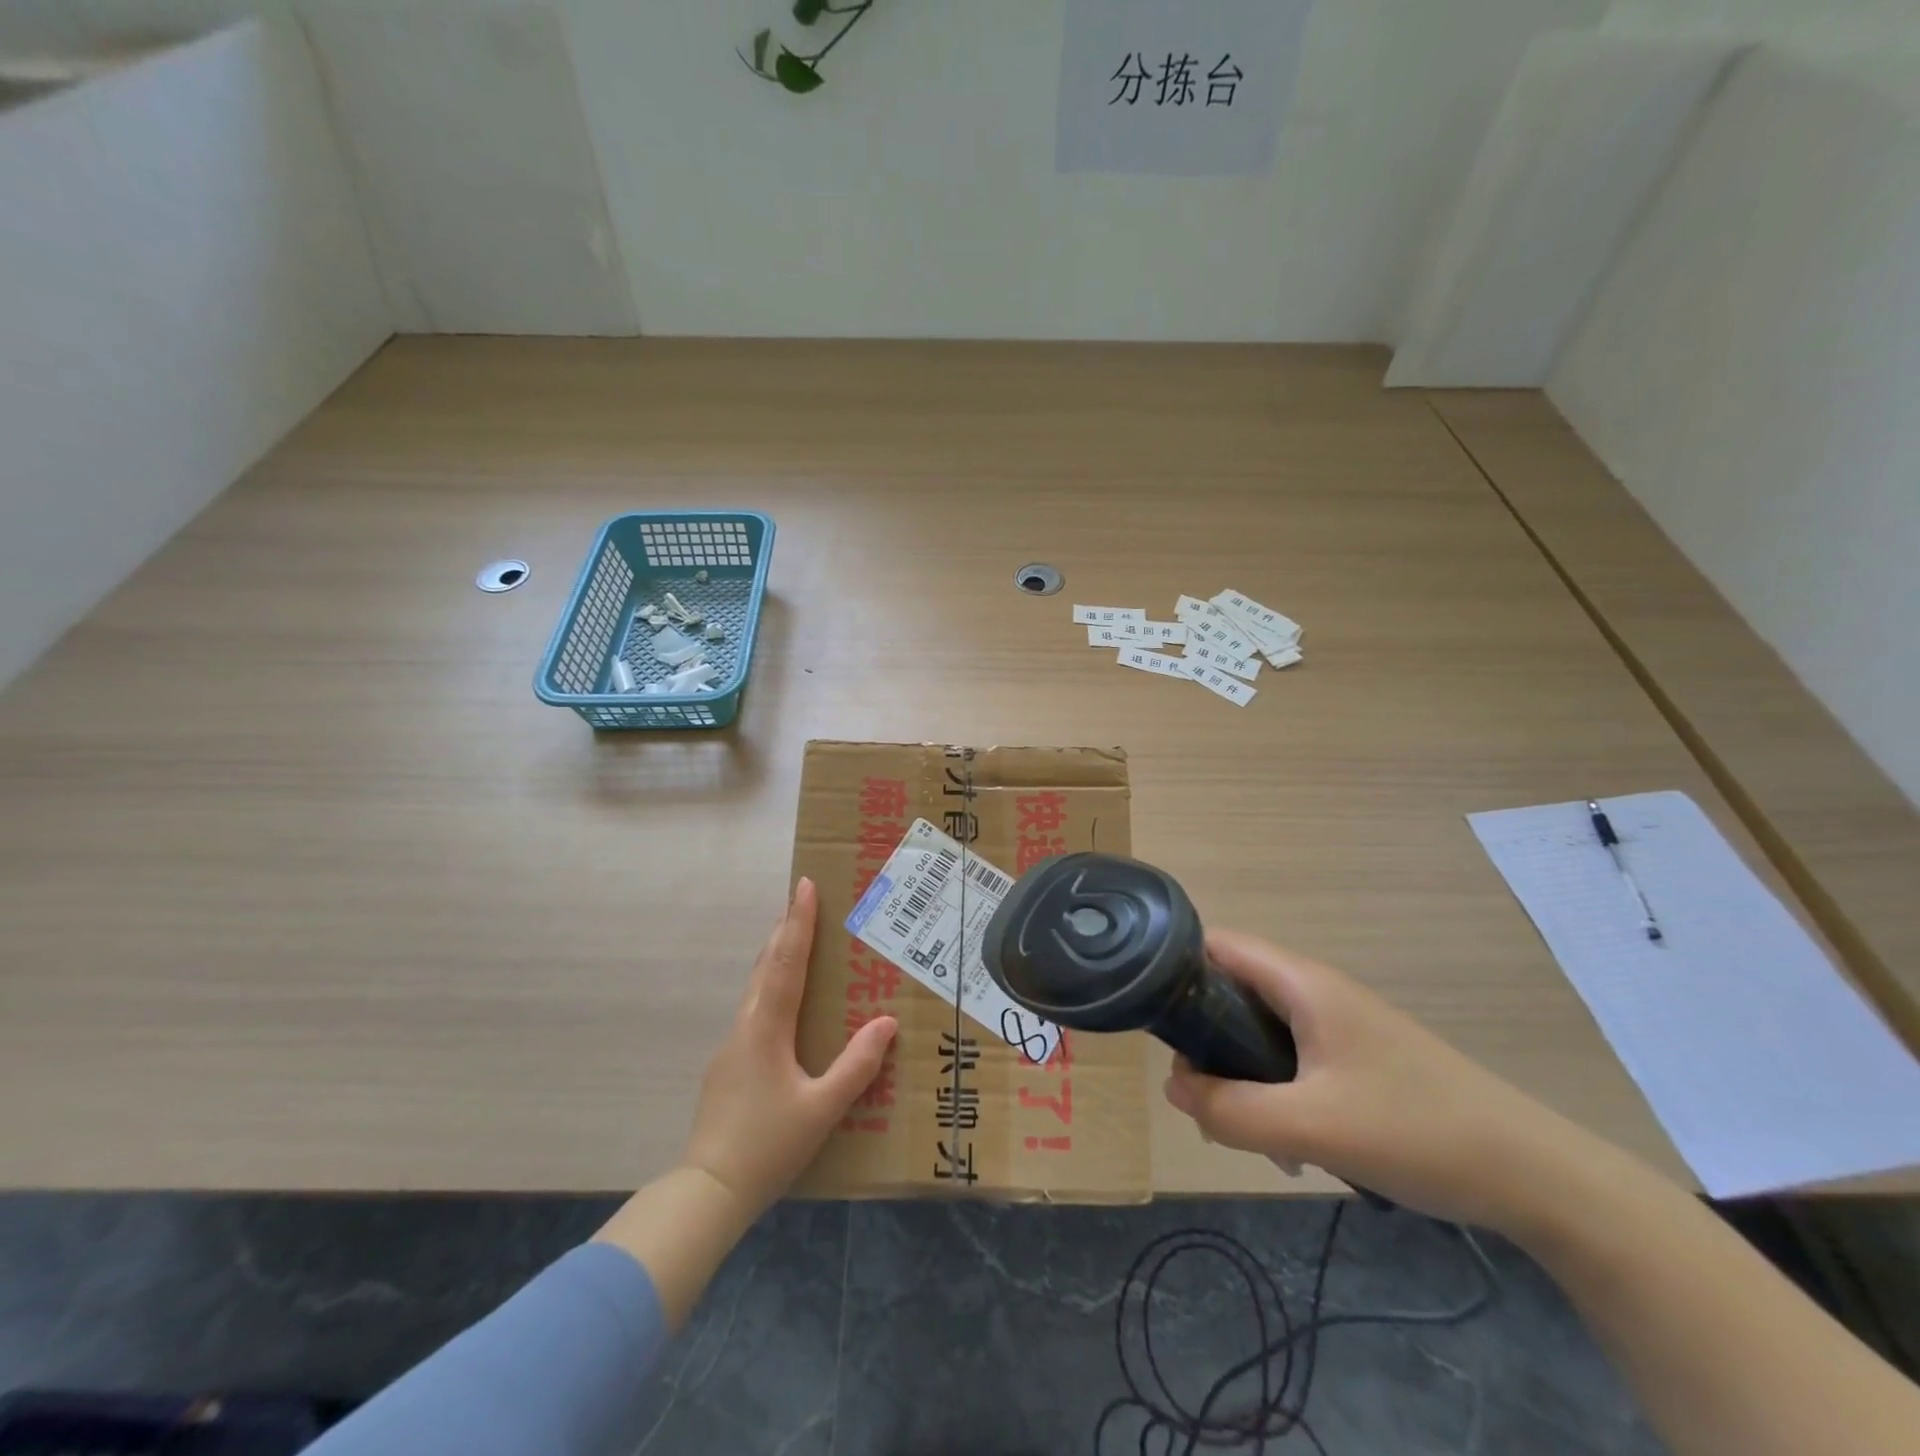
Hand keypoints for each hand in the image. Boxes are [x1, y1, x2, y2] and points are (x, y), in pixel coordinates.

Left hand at [679, 877, 896, 1220]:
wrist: (708, 1191)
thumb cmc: (767, 1146)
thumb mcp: (822, 1109)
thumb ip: (856, 1066)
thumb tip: (887, 1023)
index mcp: (767, 1028)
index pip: (787, 962)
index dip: (798, 922)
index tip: (804, 885)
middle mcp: (746, 1025)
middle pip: (767, 965)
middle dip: (785, 929)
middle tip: (802, 899)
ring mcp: (732, 1045)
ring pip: (757, 986)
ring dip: (776, 955)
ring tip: (794, 937)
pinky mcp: (728, 1065)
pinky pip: (754, 1008)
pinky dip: (771, 985)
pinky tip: (783, 1001)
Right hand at [1164, 930, 1587, 1229]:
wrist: (1536, 1175)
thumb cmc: (1418, 1132)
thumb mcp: (1311, 1127)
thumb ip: (1230, 1109)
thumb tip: (1174, 1088)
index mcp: (1303, 983)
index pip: (1218, 945)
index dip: (1177, 970)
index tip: (1156, 1020)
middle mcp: (1316, 991)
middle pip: (1233, 991)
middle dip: (1207, 1041)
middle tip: (1205, 1098)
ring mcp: (1340, 1025)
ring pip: (1261, 1031)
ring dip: (1242, 1075)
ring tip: (1249, 1131)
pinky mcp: (1358, 1058)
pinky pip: (1292, 1059)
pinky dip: (1275, 1091)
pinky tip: (1293, 1143)